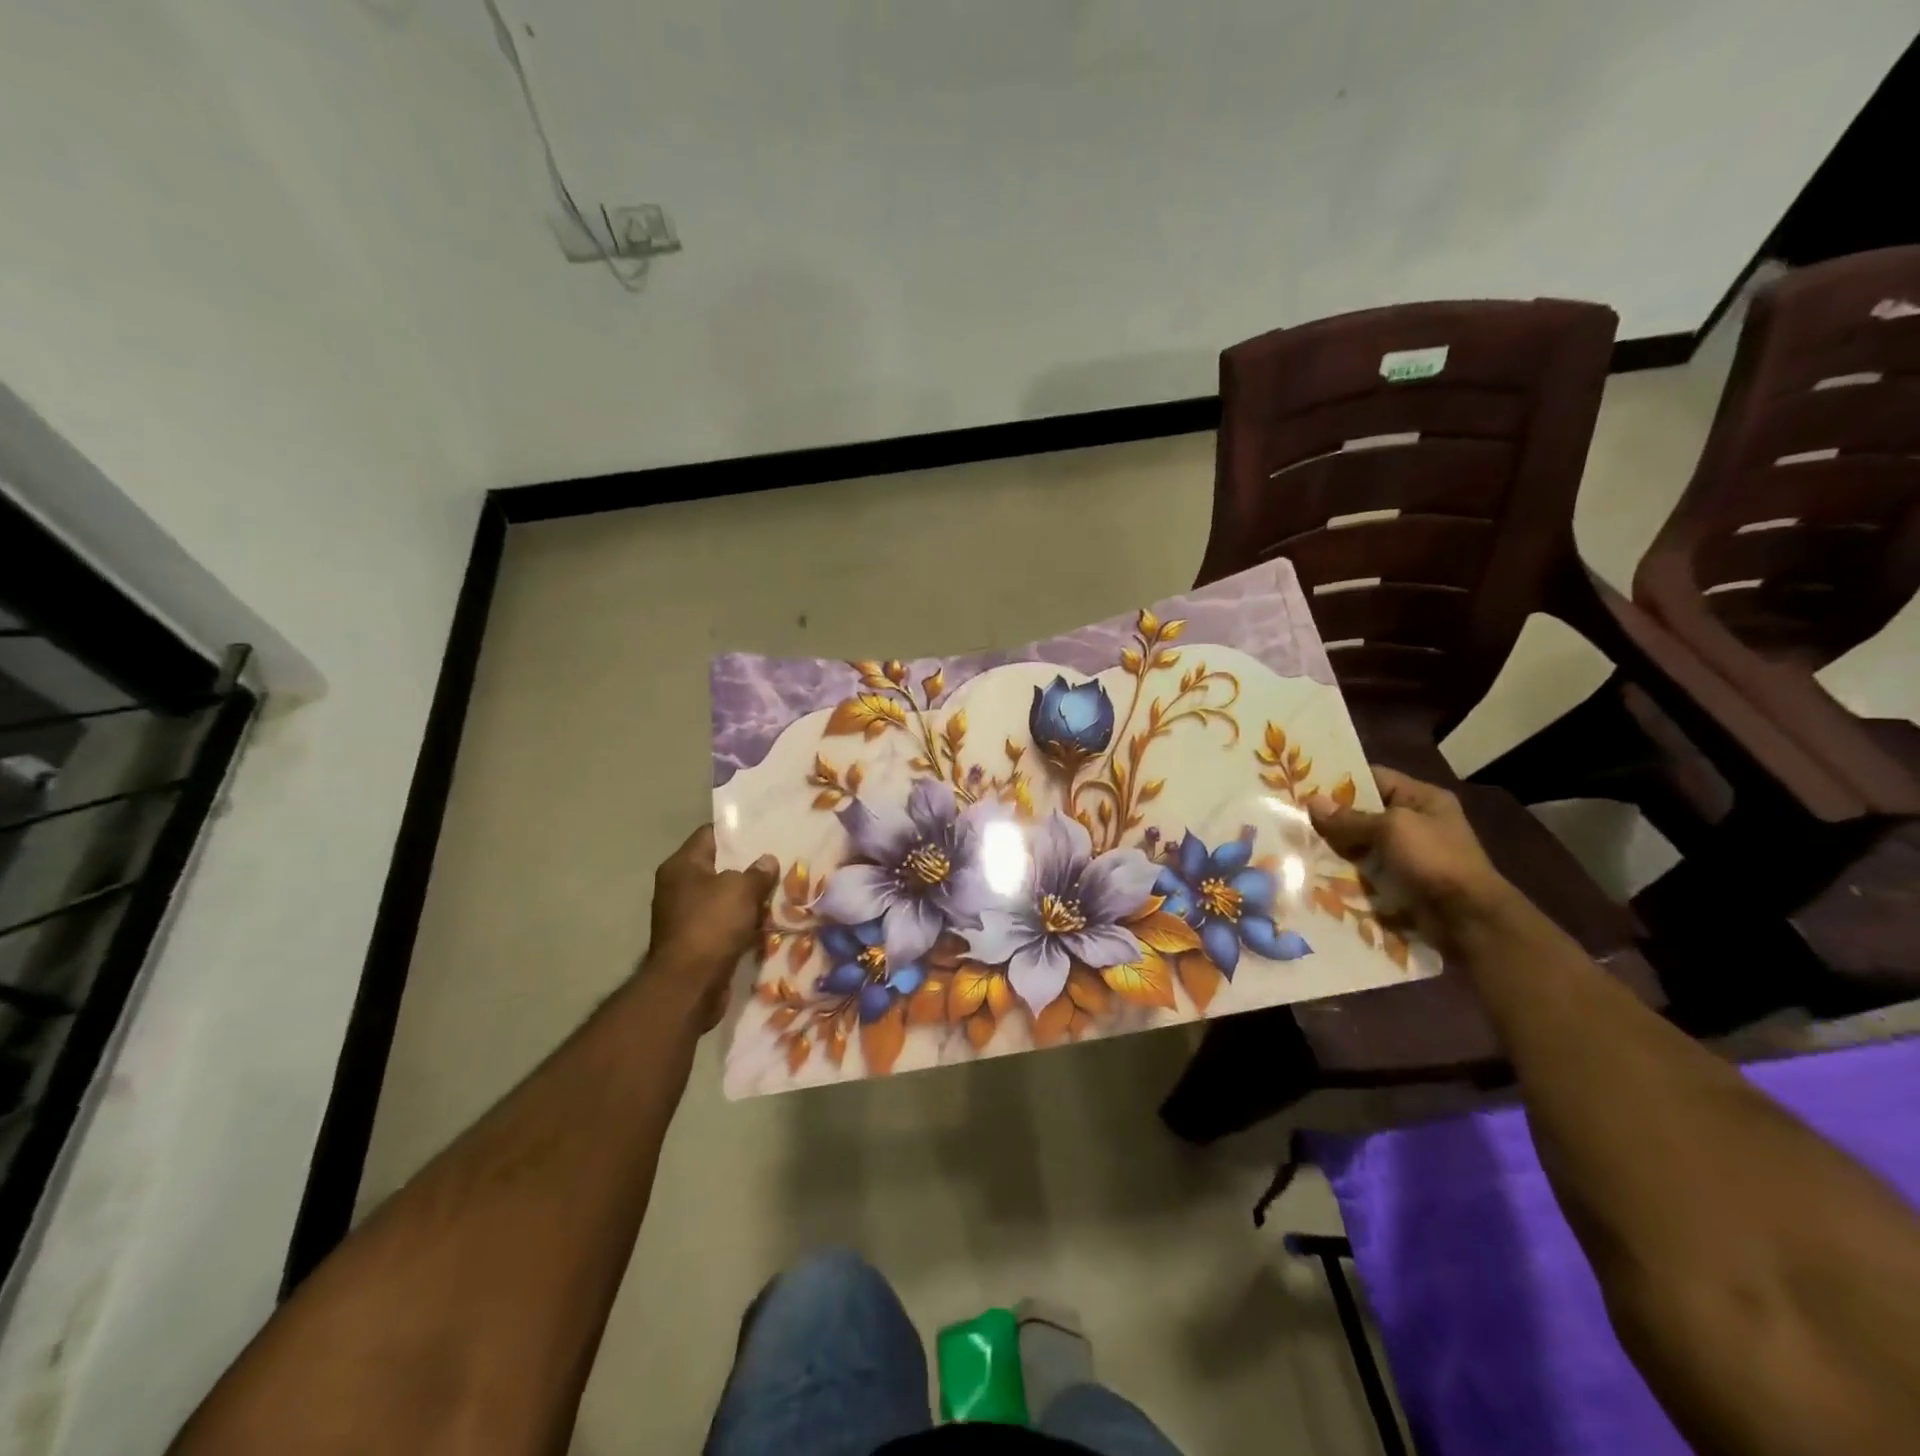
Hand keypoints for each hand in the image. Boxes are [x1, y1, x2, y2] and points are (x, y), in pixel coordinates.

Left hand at [647, 826, 778, 1030]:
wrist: (689, 985)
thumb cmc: (711, 925)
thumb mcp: (741, 890)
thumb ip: (757, 872)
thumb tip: (767, 861)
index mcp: (681, 866)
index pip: (710, 834)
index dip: (737, 831)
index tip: (765, 831)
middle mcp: (678, 887)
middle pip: (718, 867)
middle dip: (747, 866)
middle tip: (779, 862)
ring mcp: (685, 916)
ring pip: (723, 898)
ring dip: (747, 898)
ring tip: (780, 890)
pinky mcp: (696, 942)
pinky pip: (724, 924)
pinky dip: (742, 923)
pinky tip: (767, 921)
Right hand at [1306, 767, 1517, 945]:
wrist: (1468, 920)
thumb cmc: (1434, 860)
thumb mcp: (1391, 829)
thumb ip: (1350, 817)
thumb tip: (1312, 802)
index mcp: (1422, 799)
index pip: (1374, 778)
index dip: (1341, 780)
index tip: (1304, 785)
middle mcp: (1416, 822)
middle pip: (1364, 812)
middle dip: (1332, 817)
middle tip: (1293, 817)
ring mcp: (1408, 854)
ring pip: (1361, 844)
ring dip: (1335, 847)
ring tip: (1297, 844)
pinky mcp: (1399, 881)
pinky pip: (1365, 870)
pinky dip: (1344, 871)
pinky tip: (1315, 870)